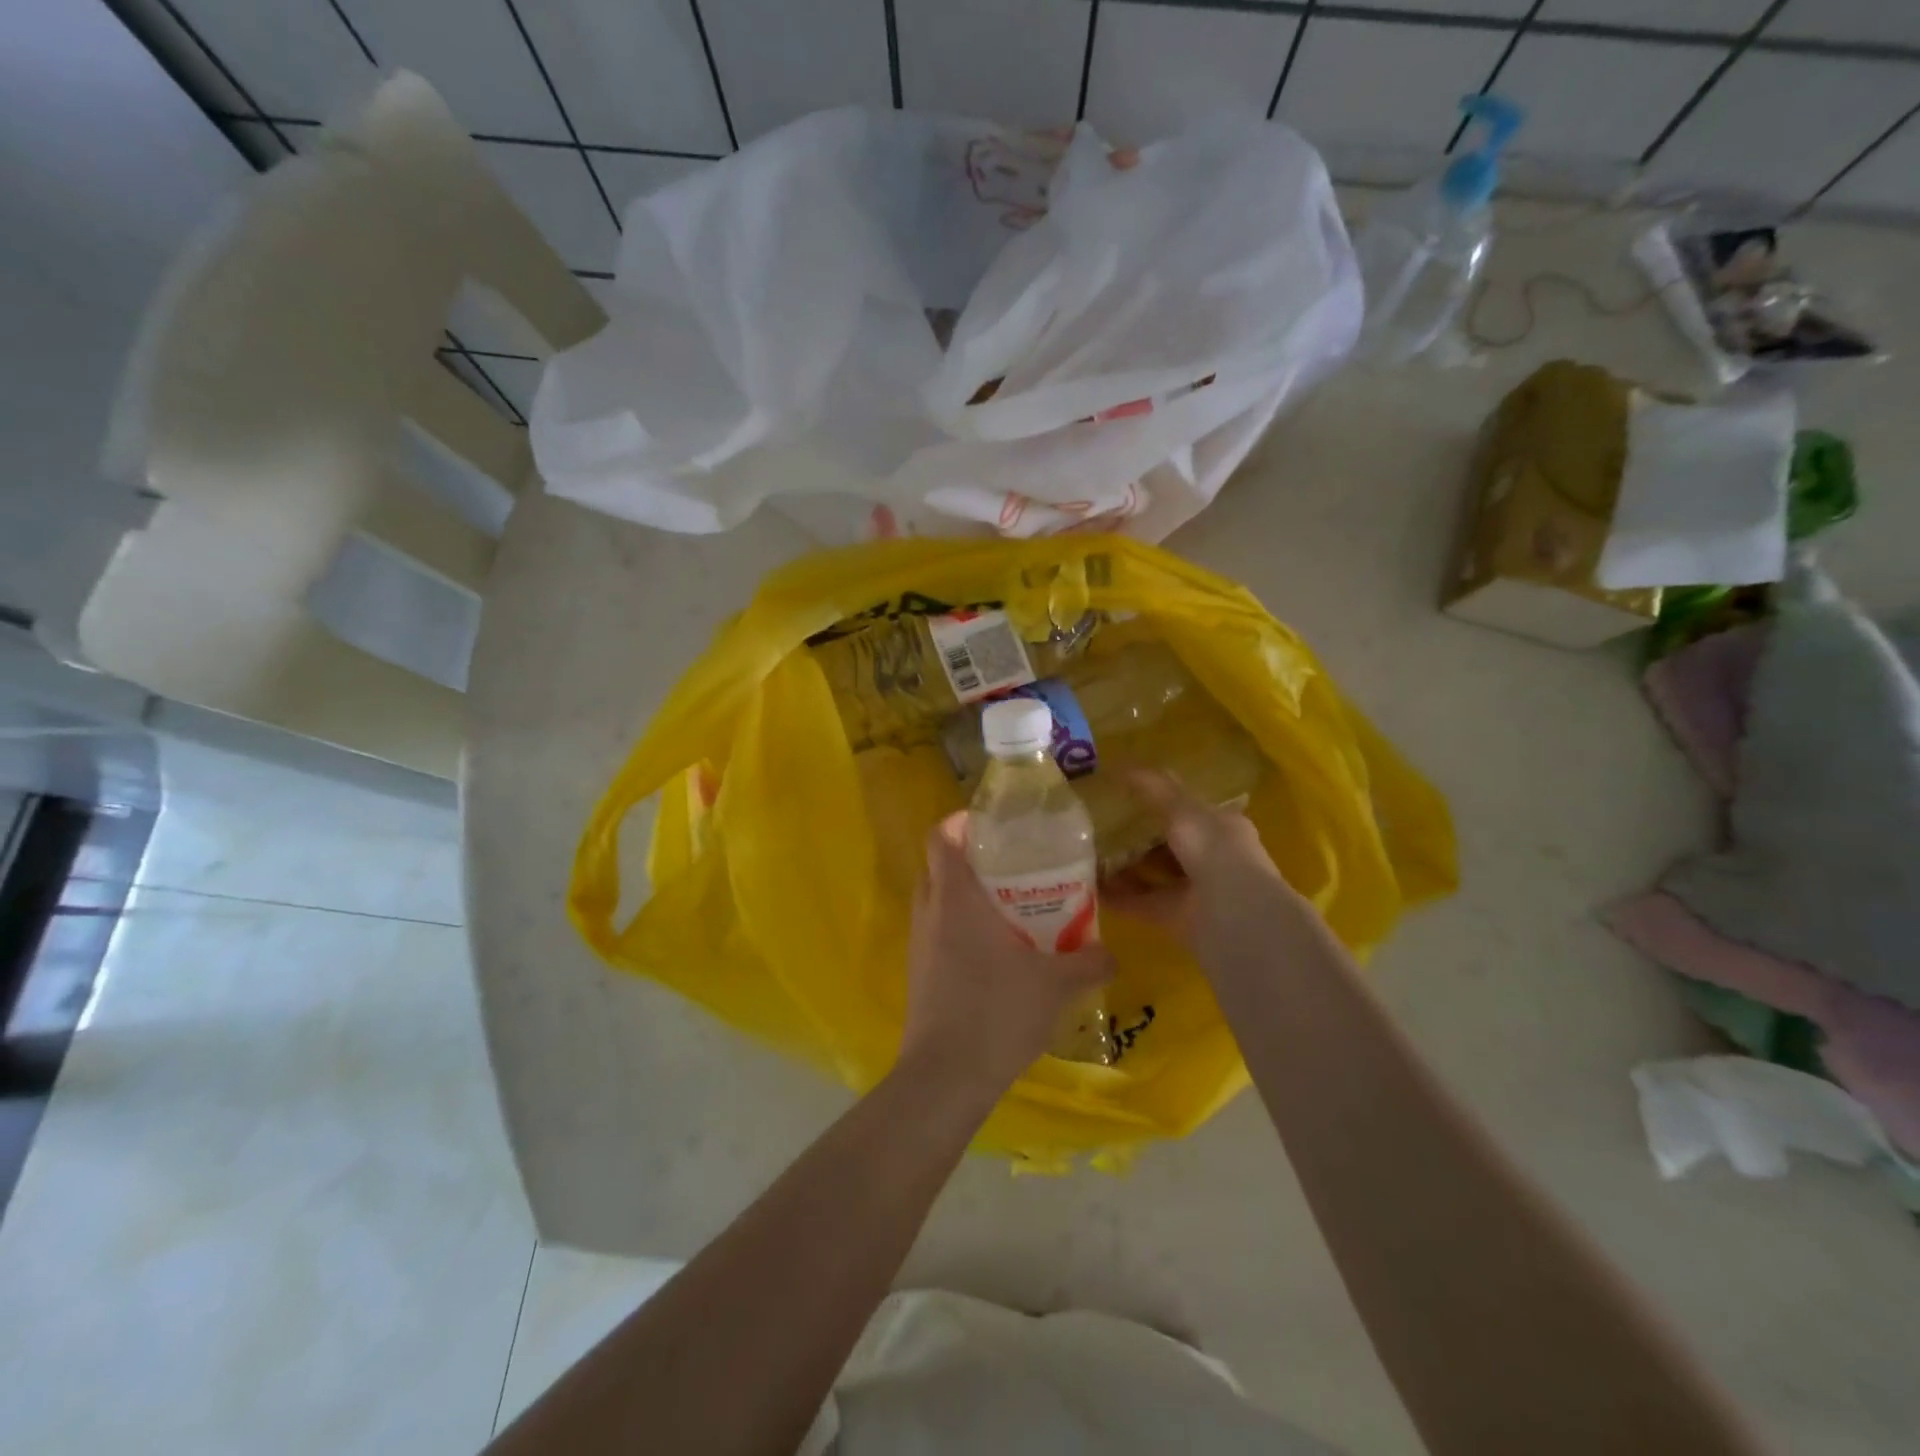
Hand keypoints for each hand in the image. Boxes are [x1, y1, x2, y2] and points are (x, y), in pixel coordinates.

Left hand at [899, 813, 1112, 1104]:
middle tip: (1014, 864)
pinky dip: (961, 926)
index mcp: (955, 896)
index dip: (961, 821)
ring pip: (938, 899)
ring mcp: (919, 942)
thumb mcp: (1056, 984)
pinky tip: (998, 950)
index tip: (994, 825)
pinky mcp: (919, 970)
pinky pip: (938, 930)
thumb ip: (1089, 962)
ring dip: (967, 895)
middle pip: (941, 864)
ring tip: (1011, 905)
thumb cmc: (998, 1010)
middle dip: (973, 858)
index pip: (941, 836)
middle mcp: (929, 910)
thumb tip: (1113, 953)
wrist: (946, 1074)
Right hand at [1103, 771, 1310, 962]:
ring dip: (1123, 868)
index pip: (1189, 811)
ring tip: (1087, 855)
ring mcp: (1194, 891)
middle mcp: (1210, 859)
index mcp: (1221, 828)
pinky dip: (1117, 897)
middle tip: (1098, 827)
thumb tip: (1121, 765)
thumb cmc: (1215, 850)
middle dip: (1136, 838)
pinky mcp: (1176, 919)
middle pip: (1167, 845)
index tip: (1126, 796)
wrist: (1233, 914)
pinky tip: (1090, 887)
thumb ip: (1154, 788)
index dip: (1161, 802)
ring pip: (1152, 875)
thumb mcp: (1183, 809)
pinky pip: (1140, 903)